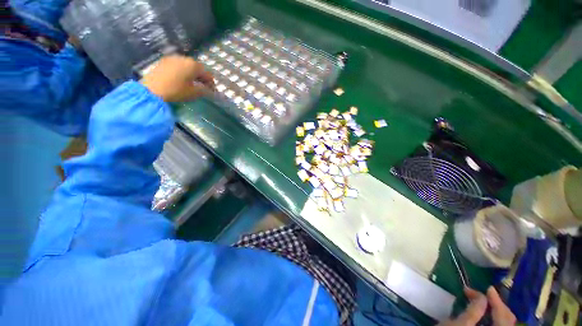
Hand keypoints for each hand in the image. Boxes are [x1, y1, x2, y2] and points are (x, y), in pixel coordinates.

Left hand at [140, 55, 214, 101]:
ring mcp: (172, 58)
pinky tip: (181, 79)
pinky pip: (178, 65)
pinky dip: (182, 71)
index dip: (211, 83)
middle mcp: (184, 58)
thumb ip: (204, 90)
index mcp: (193, 65)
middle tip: (203, 86)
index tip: (212, 90)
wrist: (152, 89)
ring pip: (187, 65)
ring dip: (191, 73)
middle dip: (201, 77)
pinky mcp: (164, 61)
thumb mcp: (194, 93)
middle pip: (197, 67)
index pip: (207, 74)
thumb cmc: (176, 90)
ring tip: (192, 83)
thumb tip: (209, 90)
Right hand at [438, 287, 515, 325]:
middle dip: (497, 305)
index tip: (486, 287)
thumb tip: (482, 295)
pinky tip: (488, 314)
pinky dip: (496, 319)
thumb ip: (474, 310)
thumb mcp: (459, 324)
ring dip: (498, 311)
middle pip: (508, 320)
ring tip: (487, 301)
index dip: (496, 300)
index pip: (503, 316)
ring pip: (505, 324)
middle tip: (485, 293)